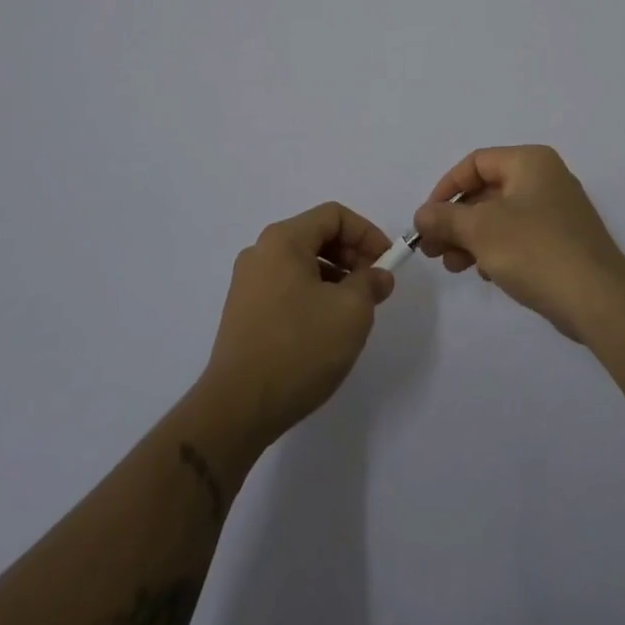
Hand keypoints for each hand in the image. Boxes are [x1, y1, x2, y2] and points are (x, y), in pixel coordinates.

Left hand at [201, 202, 396, 445]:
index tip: (387, 263)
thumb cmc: (299, 348)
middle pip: (316, 236)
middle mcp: (261, 253)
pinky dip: (314, 295)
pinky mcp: (244, 313)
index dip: (367, 233)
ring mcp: (248, 284)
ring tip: (355, 311)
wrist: (237, 408)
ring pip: (303, 264)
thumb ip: (371, 283)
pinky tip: (327, 329)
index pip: (334, 215)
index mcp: (283, 240)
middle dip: (352, 256)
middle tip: (375, 287)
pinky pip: (287, 288)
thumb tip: (377, 276)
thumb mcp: (351, 311)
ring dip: (335, 278)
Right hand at [412, 145, 624, 340]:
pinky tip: (485, 274)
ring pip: (501, 217)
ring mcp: (557, 211)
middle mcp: (545, 179)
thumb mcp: (480, 230)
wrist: (599, 299)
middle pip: (487, 191)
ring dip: (471, 238)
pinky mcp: (562, 242)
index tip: (427, 219)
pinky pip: (519, 237)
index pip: (475, 162)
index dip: (446, 188)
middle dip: (455, 220)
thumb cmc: (536, 250)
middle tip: (432, 249)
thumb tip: (421, 215)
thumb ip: (445, 218)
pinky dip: (496, 250)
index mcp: (529, 162)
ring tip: (452, 266)